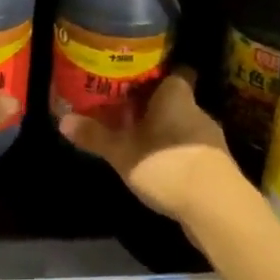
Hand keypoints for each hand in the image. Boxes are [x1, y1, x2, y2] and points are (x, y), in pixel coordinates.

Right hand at [59, 70, 245, 225]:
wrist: (217, 208)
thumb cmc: (167, 164)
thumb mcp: (122, 152)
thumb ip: (95, 136)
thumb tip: (62, 121)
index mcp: (175, 95)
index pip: (173, 71)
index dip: (157, 73)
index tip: (136, 78)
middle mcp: (196, 109)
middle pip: (174, 99)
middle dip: (153, 106)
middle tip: (126, 110)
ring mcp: (210, 138)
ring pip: (182, 125)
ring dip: (164, 132)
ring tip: (139, 140)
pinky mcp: (216, 165)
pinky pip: (191, 149)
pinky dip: (176, 153)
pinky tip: (159, 167)